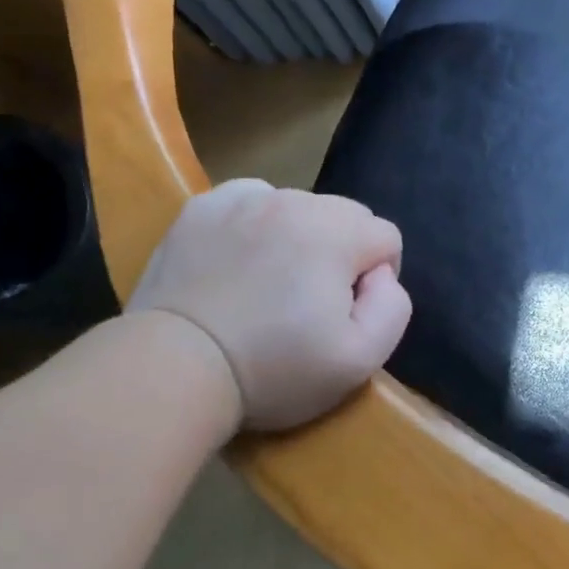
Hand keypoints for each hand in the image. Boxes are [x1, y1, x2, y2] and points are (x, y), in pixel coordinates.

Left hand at [129, 180, 411, 430]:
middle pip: (345, 216)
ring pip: (299, 207)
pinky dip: (257, 224)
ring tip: (273, 284)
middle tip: (311, 302)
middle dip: (342, 253)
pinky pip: (251, 202)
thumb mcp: (361, 359)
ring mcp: (242, 199)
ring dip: (301, 237)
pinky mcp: (200, 208)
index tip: (347, 315)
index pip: (386, 237)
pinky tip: (242, 261)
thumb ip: (393, 306)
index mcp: (336, 231)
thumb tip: (380, 275)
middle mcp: (293, 201)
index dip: (378, 279)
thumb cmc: (275, 369)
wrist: (175, 367)